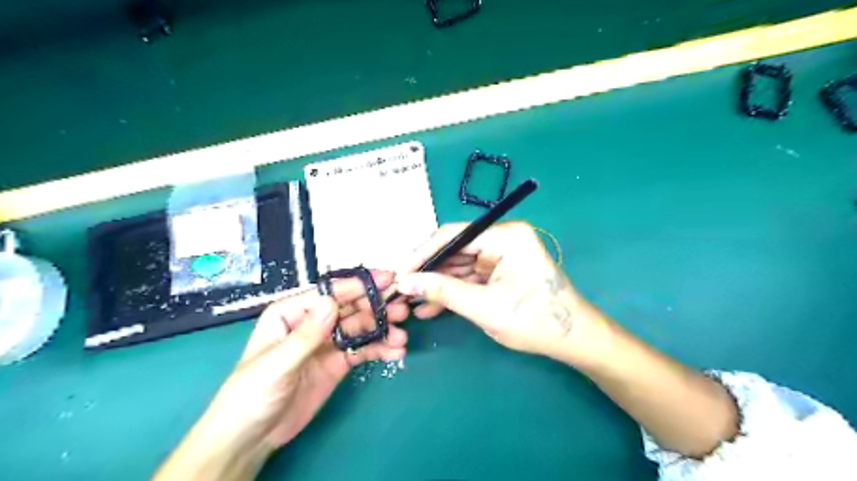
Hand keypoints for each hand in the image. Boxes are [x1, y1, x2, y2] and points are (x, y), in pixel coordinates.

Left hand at [155, 273, 408, 478]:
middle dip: (376, 307)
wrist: (251, 437)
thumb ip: (305, 335)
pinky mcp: (338, 362)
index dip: (358, 285)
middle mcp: (313, 322)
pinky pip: (363, 350)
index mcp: (292, 313)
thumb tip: (332, 302)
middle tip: (402, 310)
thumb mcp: (275, 365)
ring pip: (361, 327)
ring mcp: (328, 342)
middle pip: (350, 307)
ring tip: (402, 336)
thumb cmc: (251, 394)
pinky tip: (395, 352)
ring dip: (383, 329)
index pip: (329, 293)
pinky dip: (380, 349)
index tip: (386, 280)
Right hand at [394, 223, 607, 366]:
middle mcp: (503, 238)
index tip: (399, 273)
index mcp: (506, 236)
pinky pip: (469, 277)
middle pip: (455, 249)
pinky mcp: (500, 271)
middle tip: (400, 289)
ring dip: (437, 283)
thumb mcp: (485, 307)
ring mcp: (502, 255)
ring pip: (459, 265)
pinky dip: (452, 291)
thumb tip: (405, 282)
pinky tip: (430, 306)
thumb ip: (443, 291)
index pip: (453, 236)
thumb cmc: (535, 321)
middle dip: (428, 271)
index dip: (422, 254)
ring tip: (410, 301)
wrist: (574, 340)